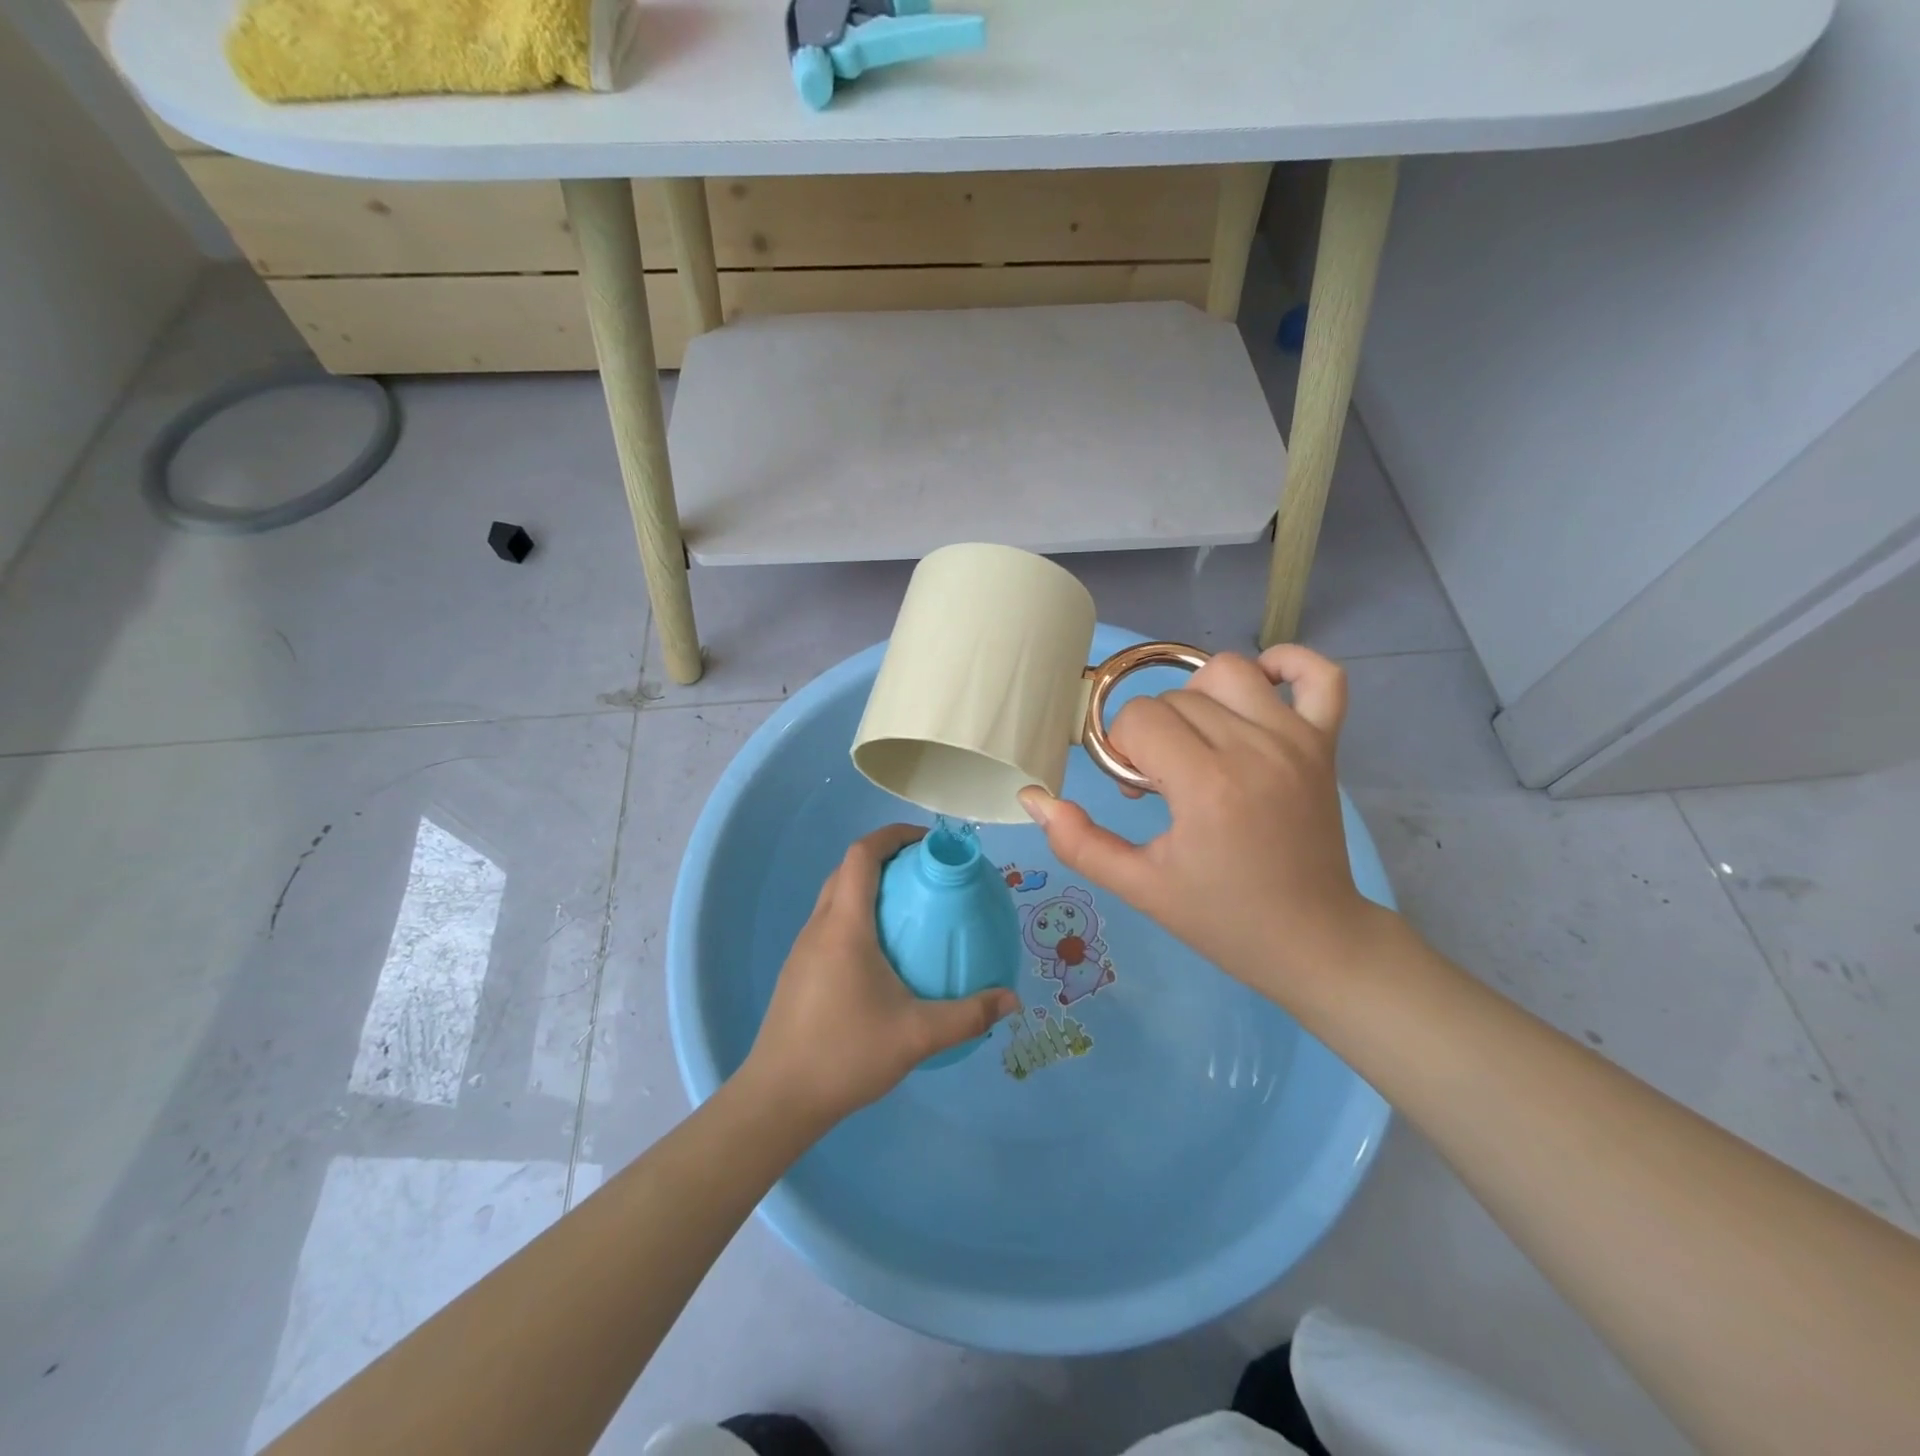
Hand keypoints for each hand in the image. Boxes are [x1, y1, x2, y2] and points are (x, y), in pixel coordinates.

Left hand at [740, 824, 1020, 1124]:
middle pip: (848, 869)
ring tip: (909, 907)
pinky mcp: (798, 971)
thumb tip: (1012, 1000)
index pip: (862, 854)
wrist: (779, 1098)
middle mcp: (819, 926)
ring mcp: (803, 949)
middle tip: (926, 873)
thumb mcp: (917, 1036)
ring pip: (836, 896)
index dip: (893, 835)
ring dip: (869, 886)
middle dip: (886, 857)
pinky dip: (857, 914)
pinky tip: (882, 953)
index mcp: (844, 926)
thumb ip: (969, 1016)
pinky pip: (830, 923)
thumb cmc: (845, 1054)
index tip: (929, 842)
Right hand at [1019, 646, 1379, 1001]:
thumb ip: (1078, 842)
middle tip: (1161, 782)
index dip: (1122, 749)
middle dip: (1152, 733)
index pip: (1139, 719)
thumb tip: (1034, 798)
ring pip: (1229, 672)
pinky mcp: (1325, 743)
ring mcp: (1296, 740)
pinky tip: (1261, 690)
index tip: (1136, 789)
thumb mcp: (1139, 887)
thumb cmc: (1220, 917)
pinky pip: (1318, 675)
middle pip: (1175, 698)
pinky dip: (1290, 666)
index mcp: (1206, 785)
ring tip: (1199, 740)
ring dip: (1199, 698)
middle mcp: (1253, 748)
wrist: (1310, 940)